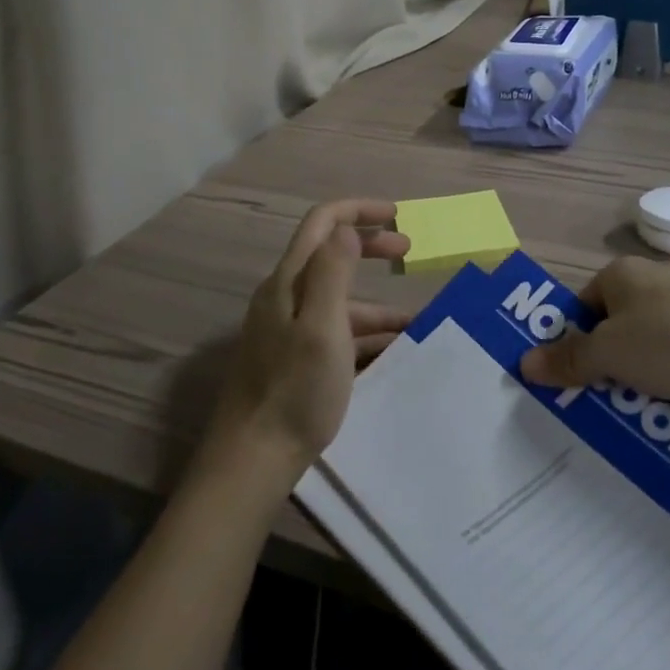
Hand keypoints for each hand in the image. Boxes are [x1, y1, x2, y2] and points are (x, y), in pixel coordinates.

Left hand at [202, 199, 411, 483]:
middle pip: (330, 254)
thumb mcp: (322, 327)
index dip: (359, 210)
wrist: (254, 459)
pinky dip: (364, 334)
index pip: (322, 222)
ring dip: (376, 302)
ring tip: (415, 322)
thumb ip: (333, 271)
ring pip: (337, 299)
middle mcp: (285, 296)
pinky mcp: (293, 357)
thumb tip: (347, 228)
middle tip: (409, 253)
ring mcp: (287, 328)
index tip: (398, 216)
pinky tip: (390, 353)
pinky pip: (335, 332)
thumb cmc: (294, 390)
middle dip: (370, 246)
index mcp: (289, 281)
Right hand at [519, 256, 669, 431]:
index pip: (585, 303)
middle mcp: (656, 285)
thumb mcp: (606, 352)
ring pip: (647, 352)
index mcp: (624, 273)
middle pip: (615, 329)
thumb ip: (567, 358)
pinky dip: (668, 389)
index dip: (572, 336)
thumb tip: (523, 362)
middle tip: (590, 399)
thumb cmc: (666, 340)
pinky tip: (663, 416)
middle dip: (604, 365)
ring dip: (635, 382)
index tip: (568, 371)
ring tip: (626, 415)